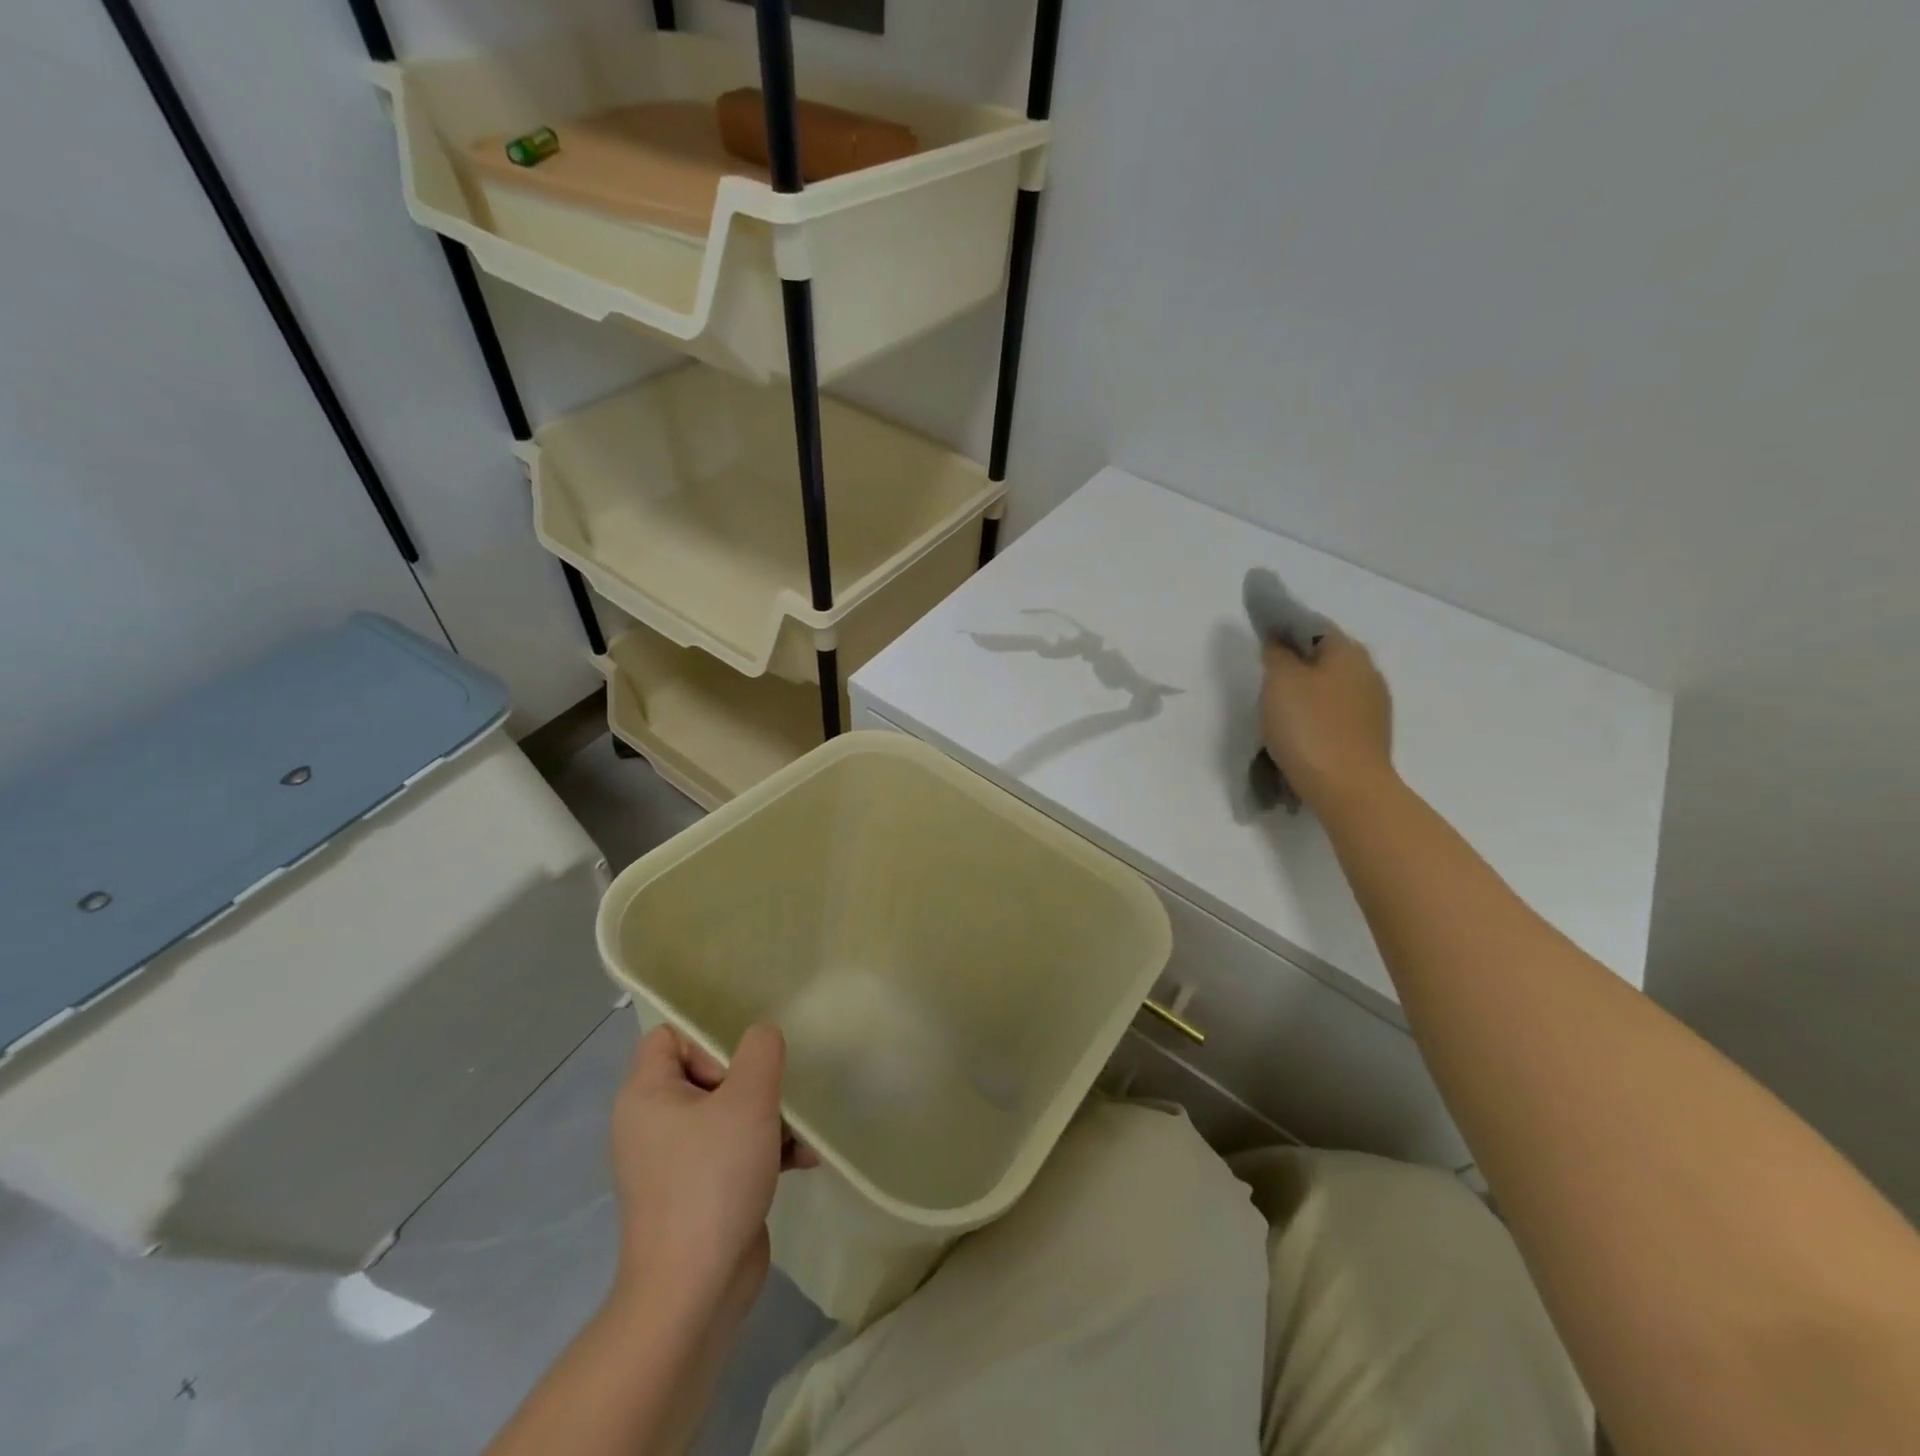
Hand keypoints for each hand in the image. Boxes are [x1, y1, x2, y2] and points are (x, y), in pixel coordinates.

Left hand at [608, 1023, 811, 1333]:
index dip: (708, 1038)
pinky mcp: (698, 1190)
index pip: (669, 1035)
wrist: (693, 1292)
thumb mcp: (748, 1099)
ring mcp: (674, 1160)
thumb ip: (761, 1051)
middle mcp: (653, 1122)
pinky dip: (765, 1149)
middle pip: (707, 1071)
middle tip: (774, 1097)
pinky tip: (803, 1160)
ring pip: (727, 1112)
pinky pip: (733, 1149)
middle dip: (753, 1081)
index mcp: (647, 1094)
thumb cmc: (713, 1180)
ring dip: (769, 1116)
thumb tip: (762, 1036)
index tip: (742, 1065)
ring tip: (800, 1133)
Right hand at [1261, 626, 1395, 810]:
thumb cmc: (1309, 727)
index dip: (1285, 627)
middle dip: (1296, 662)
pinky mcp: (1369, 735)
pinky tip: (1299, 731)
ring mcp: (1373, 706)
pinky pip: (1336, 714)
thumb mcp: (1280, 681)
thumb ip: (1277, 653)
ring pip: (1331, 686)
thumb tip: (1279, 640)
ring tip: (1278, 709)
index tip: (1261, 637)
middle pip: (1324, 656)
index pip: (1313, 625)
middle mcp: (1367, 672)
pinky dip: (1316, 716)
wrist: (1347, 788)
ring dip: (1307, 691)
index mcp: (1348, 651)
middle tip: (1265, 676)